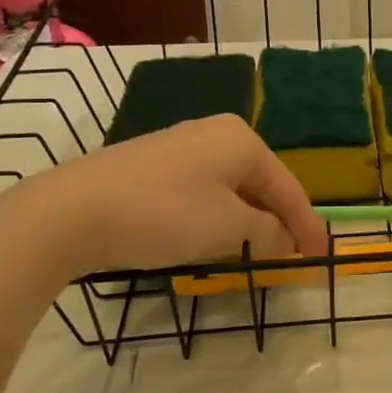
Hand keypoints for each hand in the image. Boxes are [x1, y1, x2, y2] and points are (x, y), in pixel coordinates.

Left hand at [0, 114, 328, 281]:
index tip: (320, 258)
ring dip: (246, 222)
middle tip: (290, 258)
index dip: (307, 226)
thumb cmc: (164, 214)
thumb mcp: (227, 228)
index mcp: (241, 140)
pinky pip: (201, 192)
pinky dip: (216, 217)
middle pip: (260, 184)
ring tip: (256, 254)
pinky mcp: (151, 166)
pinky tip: (210, 239)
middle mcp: (214, 134)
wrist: (71, 211)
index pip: (288, 187)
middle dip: (276, 222)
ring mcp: (179, 148)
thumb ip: (267, 233)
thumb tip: (284, 240)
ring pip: (229, 189)